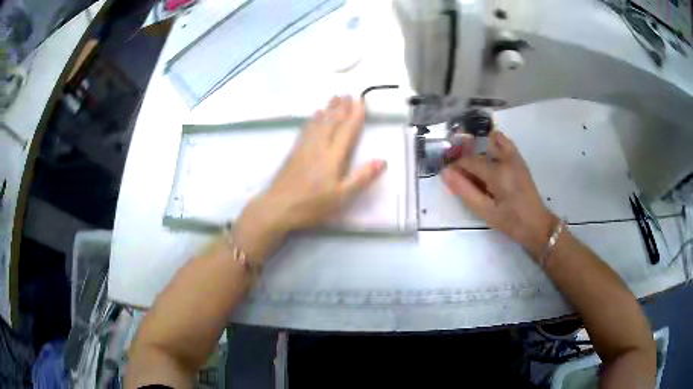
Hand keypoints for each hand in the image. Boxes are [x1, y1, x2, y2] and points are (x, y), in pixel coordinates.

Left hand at [232, 96, 386, 259]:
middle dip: (341, 107)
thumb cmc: (312, 204)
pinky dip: (313, 119)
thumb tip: (382, 160)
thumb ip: (361, 177)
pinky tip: (314, 115)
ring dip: (328, 109)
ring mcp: (304, 148)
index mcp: (333, 156)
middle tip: (347, 93)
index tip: (361, 100)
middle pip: (332, 122)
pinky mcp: (294, 152)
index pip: (347, 130)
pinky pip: (306, 130)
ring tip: (334, 97)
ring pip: (319, 123)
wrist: (277, 207)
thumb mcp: (341, 196)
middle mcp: (319, 147)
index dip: (355, 115)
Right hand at [442, 130, 557, 258]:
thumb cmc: (511, 222)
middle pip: (478, 151)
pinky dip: (493, 144)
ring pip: (491, 141)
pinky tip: (488, 158)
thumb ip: (465, 191)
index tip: (449, 176)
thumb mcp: (485, 211)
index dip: (456, 167)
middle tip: (461, 175)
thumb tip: (445, 173)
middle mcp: (506, 159)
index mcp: (497, 173)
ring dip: (479, 149)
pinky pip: (504, 142)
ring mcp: (515, 157)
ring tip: (474, 167)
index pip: (469, 161)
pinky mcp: (519, 160)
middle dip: (466, 160)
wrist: (537, 225)